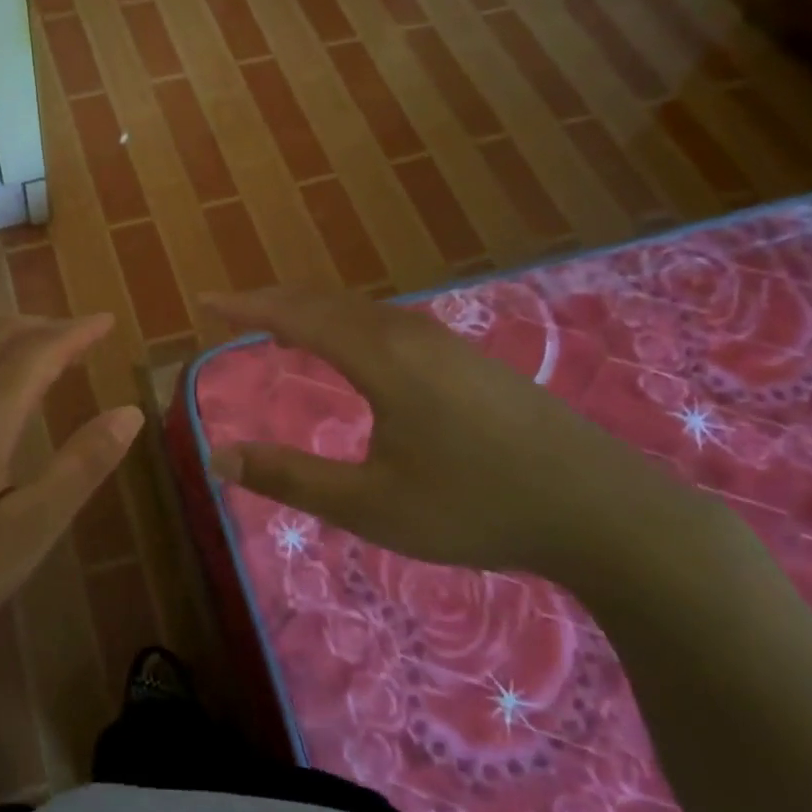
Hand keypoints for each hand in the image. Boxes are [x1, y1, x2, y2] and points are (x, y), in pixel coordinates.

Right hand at [203, 287, 680, 583]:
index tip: (207, 302)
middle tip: (235, 313)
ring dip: (313, 311)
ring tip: (282, 328)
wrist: (604, 510)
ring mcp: (446, 343)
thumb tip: (218, 458)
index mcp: (379, 357)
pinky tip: (355, 351)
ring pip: (362, 310)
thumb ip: (290, 478)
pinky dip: (348, 323)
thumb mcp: (370, 505)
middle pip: (327, 302)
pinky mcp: (469, 360)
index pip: (296, 315)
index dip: (246, 306)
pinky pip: (388, 323)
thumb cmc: (476, 506)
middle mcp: (408, 334)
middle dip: (274, 302)